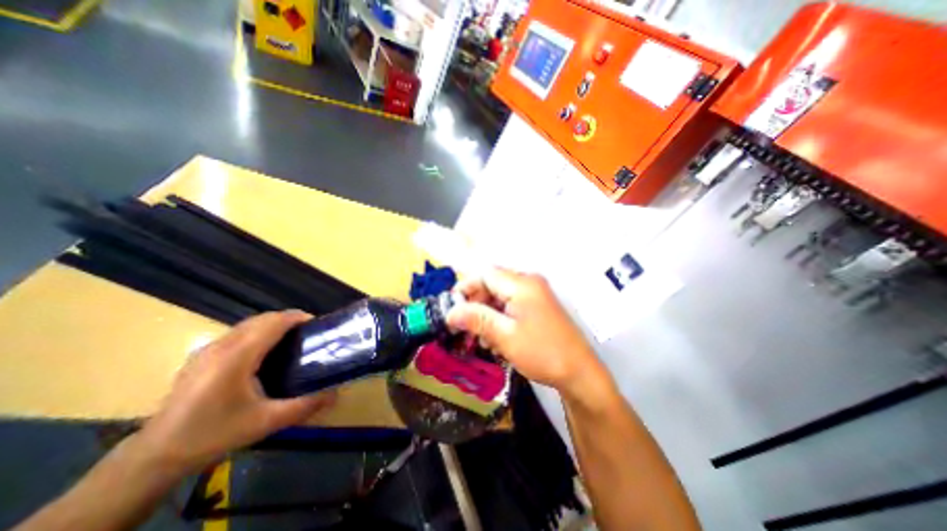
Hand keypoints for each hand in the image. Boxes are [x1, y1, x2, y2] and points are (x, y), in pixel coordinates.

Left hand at [136, 311, 336, 472]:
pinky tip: (263, 352)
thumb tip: (335, 393)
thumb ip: (304, 406)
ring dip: (272, 324)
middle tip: (308, 333)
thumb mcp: (265, 422)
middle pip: (262, 319)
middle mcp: (221, 346)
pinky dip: (257, 332)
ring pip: (248, 324)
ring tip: (290, 339)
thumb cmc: (214, 434)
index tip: (317, 324)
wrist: (156, 456)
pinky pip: (236, 333)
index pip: (273, 322)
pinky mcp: (201, 357)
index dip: (297, 317)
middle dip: (288, 319)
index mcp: (237, 356)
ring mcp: (207, 350)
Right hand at [448, 269, 602, 398]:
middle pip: (492, 284)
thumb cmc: (542, 353)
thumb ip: (476, 319)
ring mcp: (535, 294)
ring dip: (486, 313)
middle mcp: (529, 282)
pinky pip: (511, 304)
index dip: (466, 288)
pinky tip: (495, 337)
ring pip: (500, 296)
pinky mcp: (538, 306)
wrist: (580, 372)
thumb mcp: (504, 336)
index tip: (452, 308)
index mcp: (522, 284)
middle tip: (465, 326)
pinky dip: (499, 317)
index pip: (485, 274)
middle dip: (476, 303)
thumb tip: (450, 312)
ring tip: (480, 337)